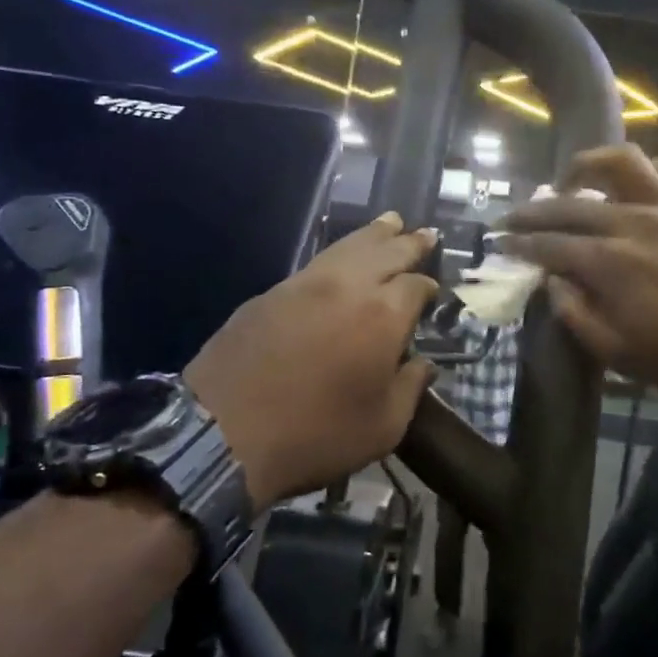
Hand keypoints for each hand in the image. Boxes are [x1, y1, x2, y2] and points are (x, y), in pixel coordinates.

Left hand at [186, 213, 438, 511]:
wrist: (224, 433)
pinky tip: (343, 256)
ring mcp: (306, 284)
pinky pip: (317, 261)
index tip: (434, 290)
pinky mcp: (272, 292)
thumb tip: (423, 365)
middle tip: (425, 233)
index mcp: (383, 316)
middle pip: (387, 252)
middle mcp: (349, 286)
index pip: (416, 285)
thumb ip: (410, 388)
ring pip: (349, 246)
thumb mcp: (382, 427)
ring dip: (375, 234)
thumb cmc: (316, 434)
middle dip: (409, 243)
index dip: (428, 286)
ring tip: (391, 222)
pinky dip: (340, 251)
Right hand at [500, 146, 657, 404]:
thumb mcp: (623, 356)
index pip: (549, 245)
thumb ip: (578, 316)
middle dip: (534, 210)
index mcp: (610, 264)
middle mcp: (634, 223)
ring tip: (569, 182)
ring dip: (585, 166)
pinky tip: (630, 186)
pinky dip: (641, 170)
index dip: (520, 243)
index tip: (500, 242)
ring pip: (620, 163)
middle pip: (571, 204)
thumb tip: (553, 283)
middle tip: (513, 217)